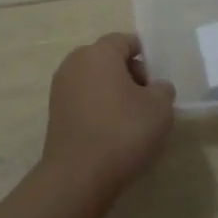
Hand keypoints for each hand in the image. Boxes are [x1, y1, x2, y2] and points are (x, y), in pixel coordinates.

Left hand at [40, 33, 176, 198]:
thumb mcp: (159, 108)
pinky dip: (99, 109)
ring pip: (95, 81)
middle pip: (107, 59)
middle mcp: (74, 64)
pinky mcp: (55, 114)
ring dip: (114, 93)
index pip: (125, 41)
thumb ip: (162, 89)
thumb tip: (155, 88)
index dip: (145, 56)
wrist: (79, 176)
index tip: (157, 79)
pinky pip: (84, 101)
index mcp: (99, 53)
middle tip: (148, 100)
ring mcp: (60, 89)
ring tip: (133, 119)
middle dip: (130, 74)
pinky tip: (113, 132)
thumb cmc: (123, 131)